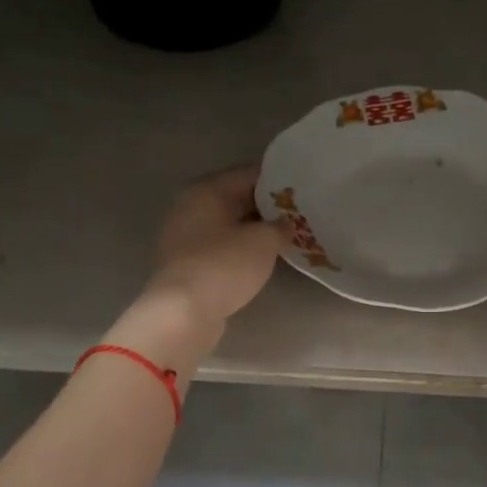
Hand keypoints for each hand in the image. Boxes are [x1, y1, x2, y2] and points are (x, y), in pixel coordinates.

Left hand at [140, 164, 285, 334]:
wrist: (183, 312)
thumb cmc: (224, 265)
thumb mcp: (264, 241)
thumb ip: (280, 226)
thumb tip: (285, 224)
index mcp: (207, 190)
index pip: (249, 174)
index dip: (279, 181)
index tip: (303, 189)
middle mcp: (191, 206)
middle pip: (237, 198)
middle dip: (268, 207)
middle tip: (300, 215)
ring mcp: (185, 236)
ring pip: (229, 224)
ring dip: (255, 229)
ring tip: (287, 236)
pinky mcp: (187, 262)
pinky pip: (221, 246)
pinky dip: (241, 248)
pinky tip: (263, 258)